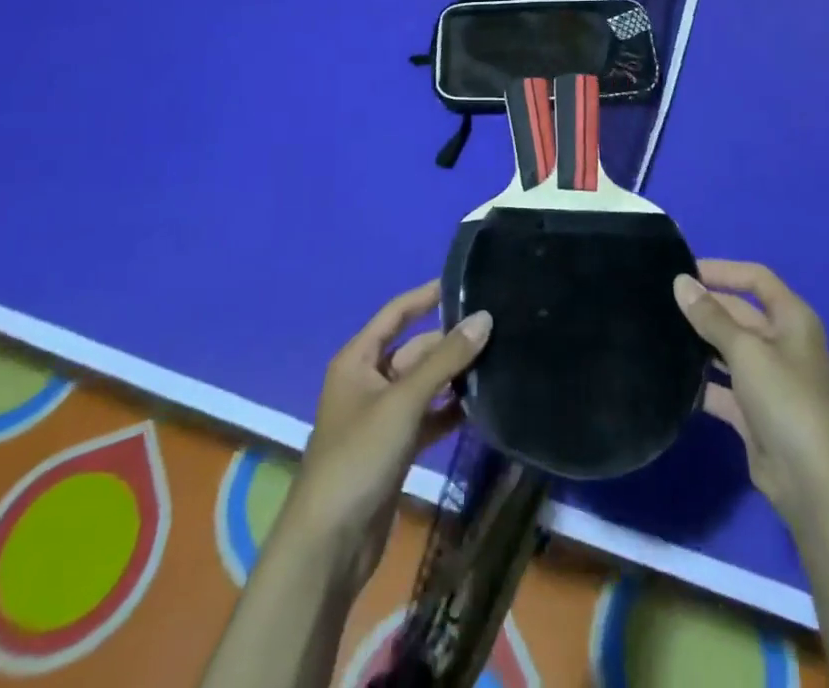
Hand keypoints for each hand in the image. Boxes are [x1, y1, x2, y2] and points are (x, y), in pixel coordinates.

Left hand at [278, 281, 491, 588]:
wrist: (329, 545)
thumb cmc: (358, 457)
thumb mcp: (403, 402)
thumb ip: (445, 360)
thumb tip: (484, 317)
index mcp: (358, 360)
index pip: (397, 313)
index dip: (428, 295)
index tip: (466, 282)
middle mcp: (369, 381)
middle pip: (416, 349)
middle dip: (451, 341)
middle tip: (499, 330)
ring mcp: (383, 416)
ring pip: (425, 383)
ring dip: (454, 376)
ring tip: (499, 361)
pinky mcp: (396, 448)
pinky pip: (429, 416)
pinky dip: (450, 410)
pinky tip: (483, 405)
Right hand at [674, 260, 828, 525]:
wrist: (813, 484)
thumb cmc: (786, 400)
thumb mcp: (746, 351)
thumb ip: (711, 316)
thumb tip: (680, 282)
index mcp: (792, 319)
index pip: (756, 279)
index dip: (722, 270)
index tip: (683, 272)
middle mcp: (783, 344)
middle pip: (739, 313)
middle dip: (706, 307)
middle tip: (661, 303)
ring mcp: (769, 380)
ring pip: (729, 350)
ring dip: (700, 343)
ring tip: (659, 332)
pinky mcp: (755, 413)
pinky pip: (724, 387)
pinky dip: (703, 382)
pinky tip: (671, 377)